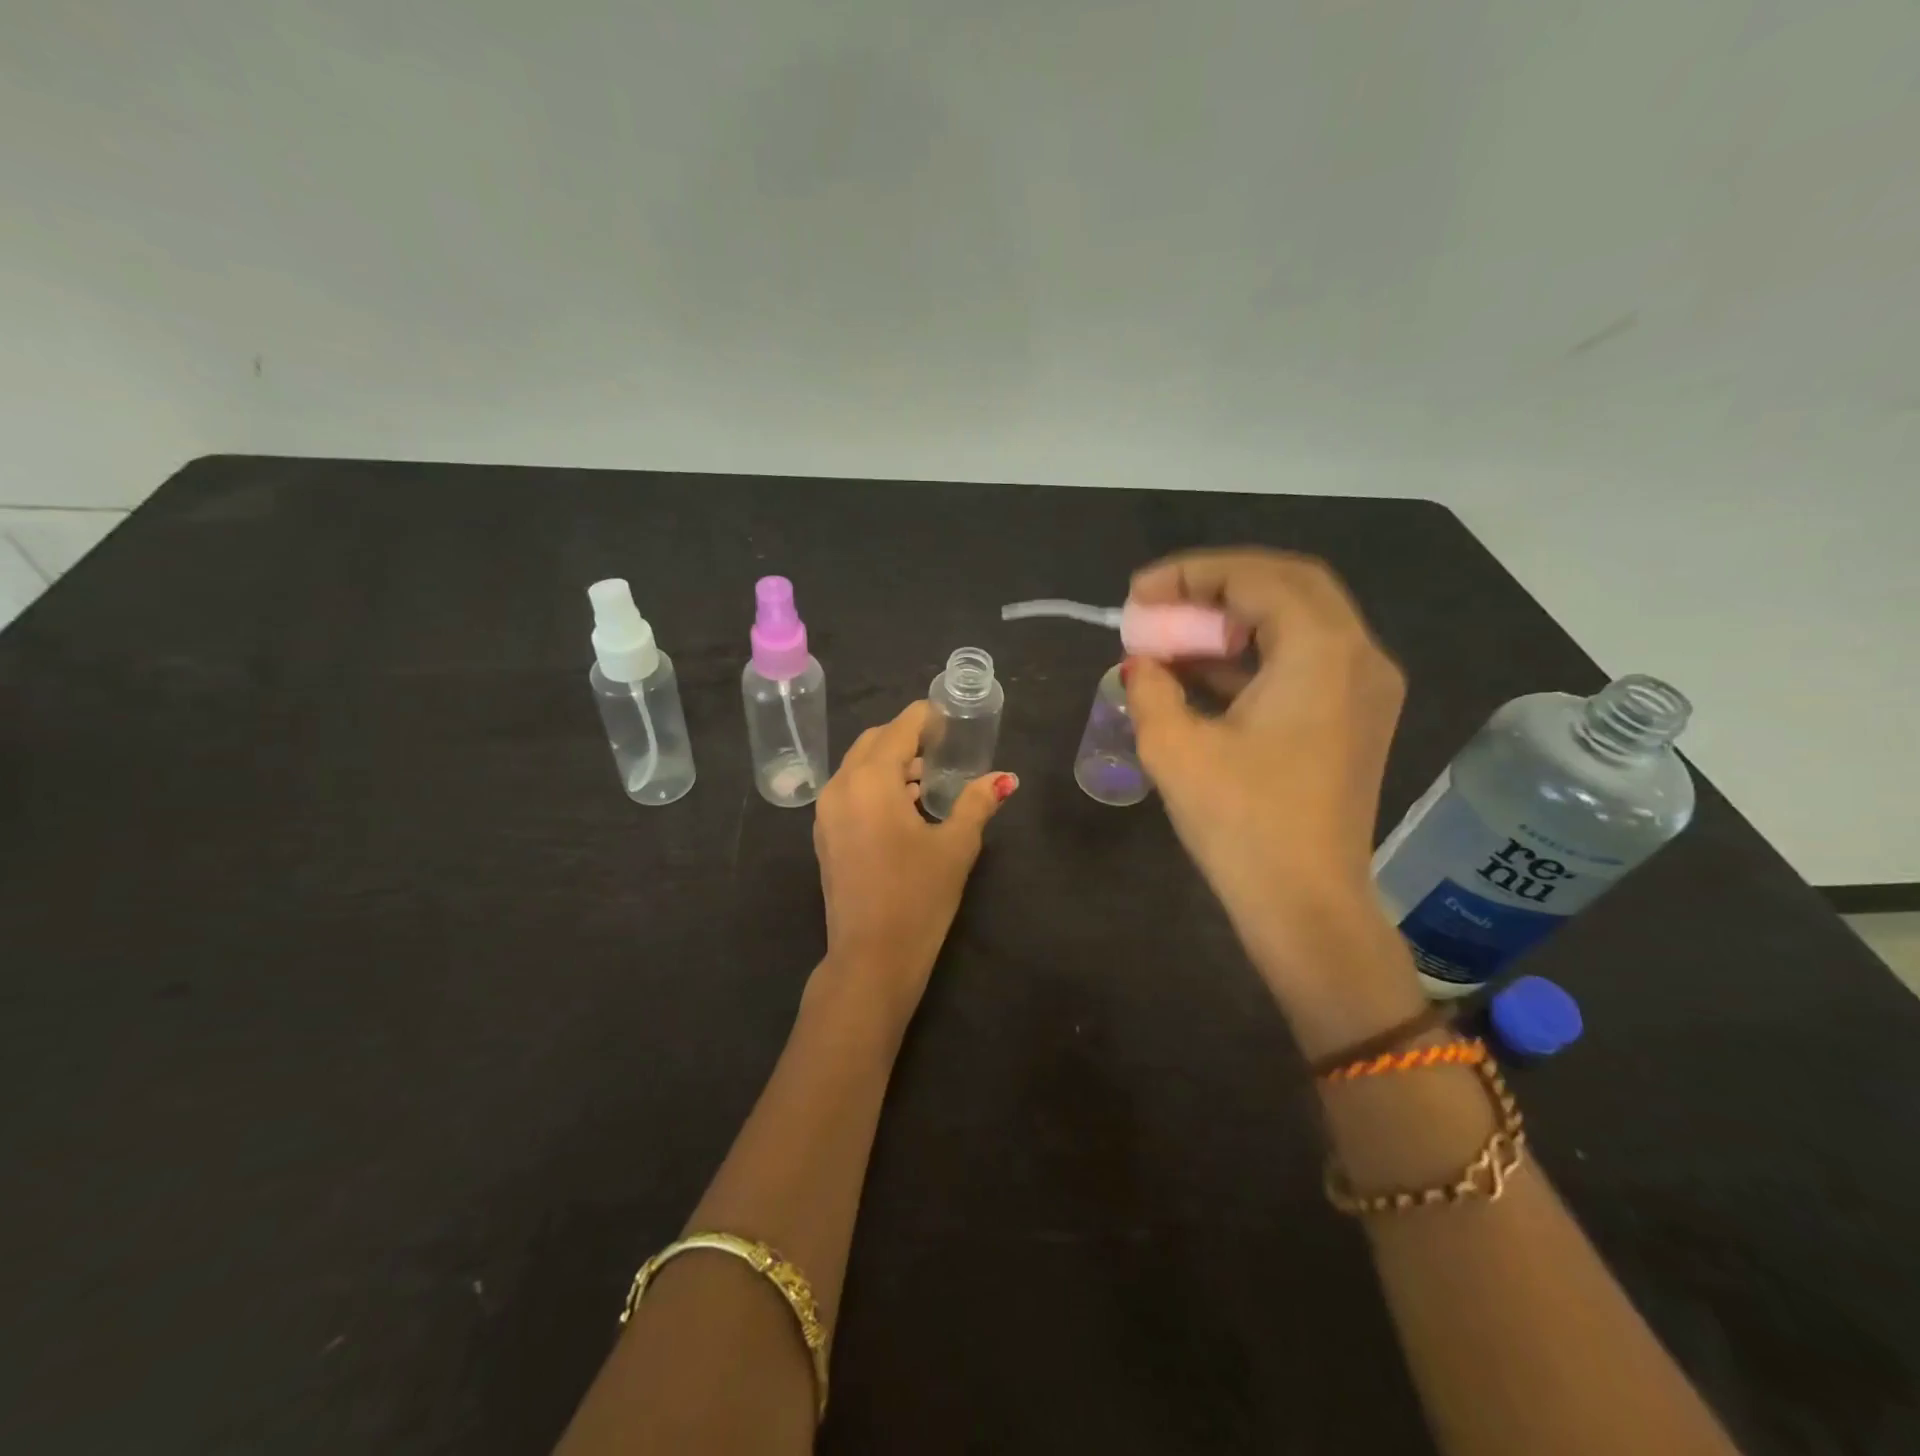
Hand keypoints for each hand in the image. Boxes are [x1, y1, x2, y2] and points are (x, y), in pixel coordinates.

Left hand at [811, 701, 1016, 1025]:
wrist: (871, 958)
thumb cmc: (918, 897)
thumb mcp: (955, 846)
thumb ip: (978, 803)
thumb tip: (1004, 779)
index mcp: (871, 780)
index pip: (900, 728)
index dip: (926, 717)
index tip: (951, 718)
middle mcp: (840, 786)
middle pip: (873, 742)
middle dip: (906, 737)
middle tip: (942, 748)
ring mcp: (825, 812)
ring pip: (858, 767)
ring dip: (890, 763)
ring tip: (927, 780)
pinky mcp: (824, 835)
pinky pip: (849, 791)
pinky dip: (874, 786)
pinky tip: (903, 808)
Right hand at [1125, 549, 1423, 1047]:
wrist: (1306, 906)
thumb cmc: (1241, 823)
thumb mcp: (1174, 748)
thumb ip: (1150, 687)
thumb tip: (1141, 664)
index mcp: (1321, 652)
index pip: (1257, 578)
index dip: (1190, 575)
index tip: (1137, 593)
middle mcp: (1359, 655)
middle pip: (1287, 586)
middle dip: (1215, 588)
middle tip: (1159, 605)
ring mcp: (1365, 688)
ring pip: (1297, 622)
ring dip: (1232, 622)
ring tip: (1171, 638)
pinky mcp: (1355, 718)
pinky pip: (1303, 661)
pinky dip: (1253, 655)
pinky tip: (1202, 672)